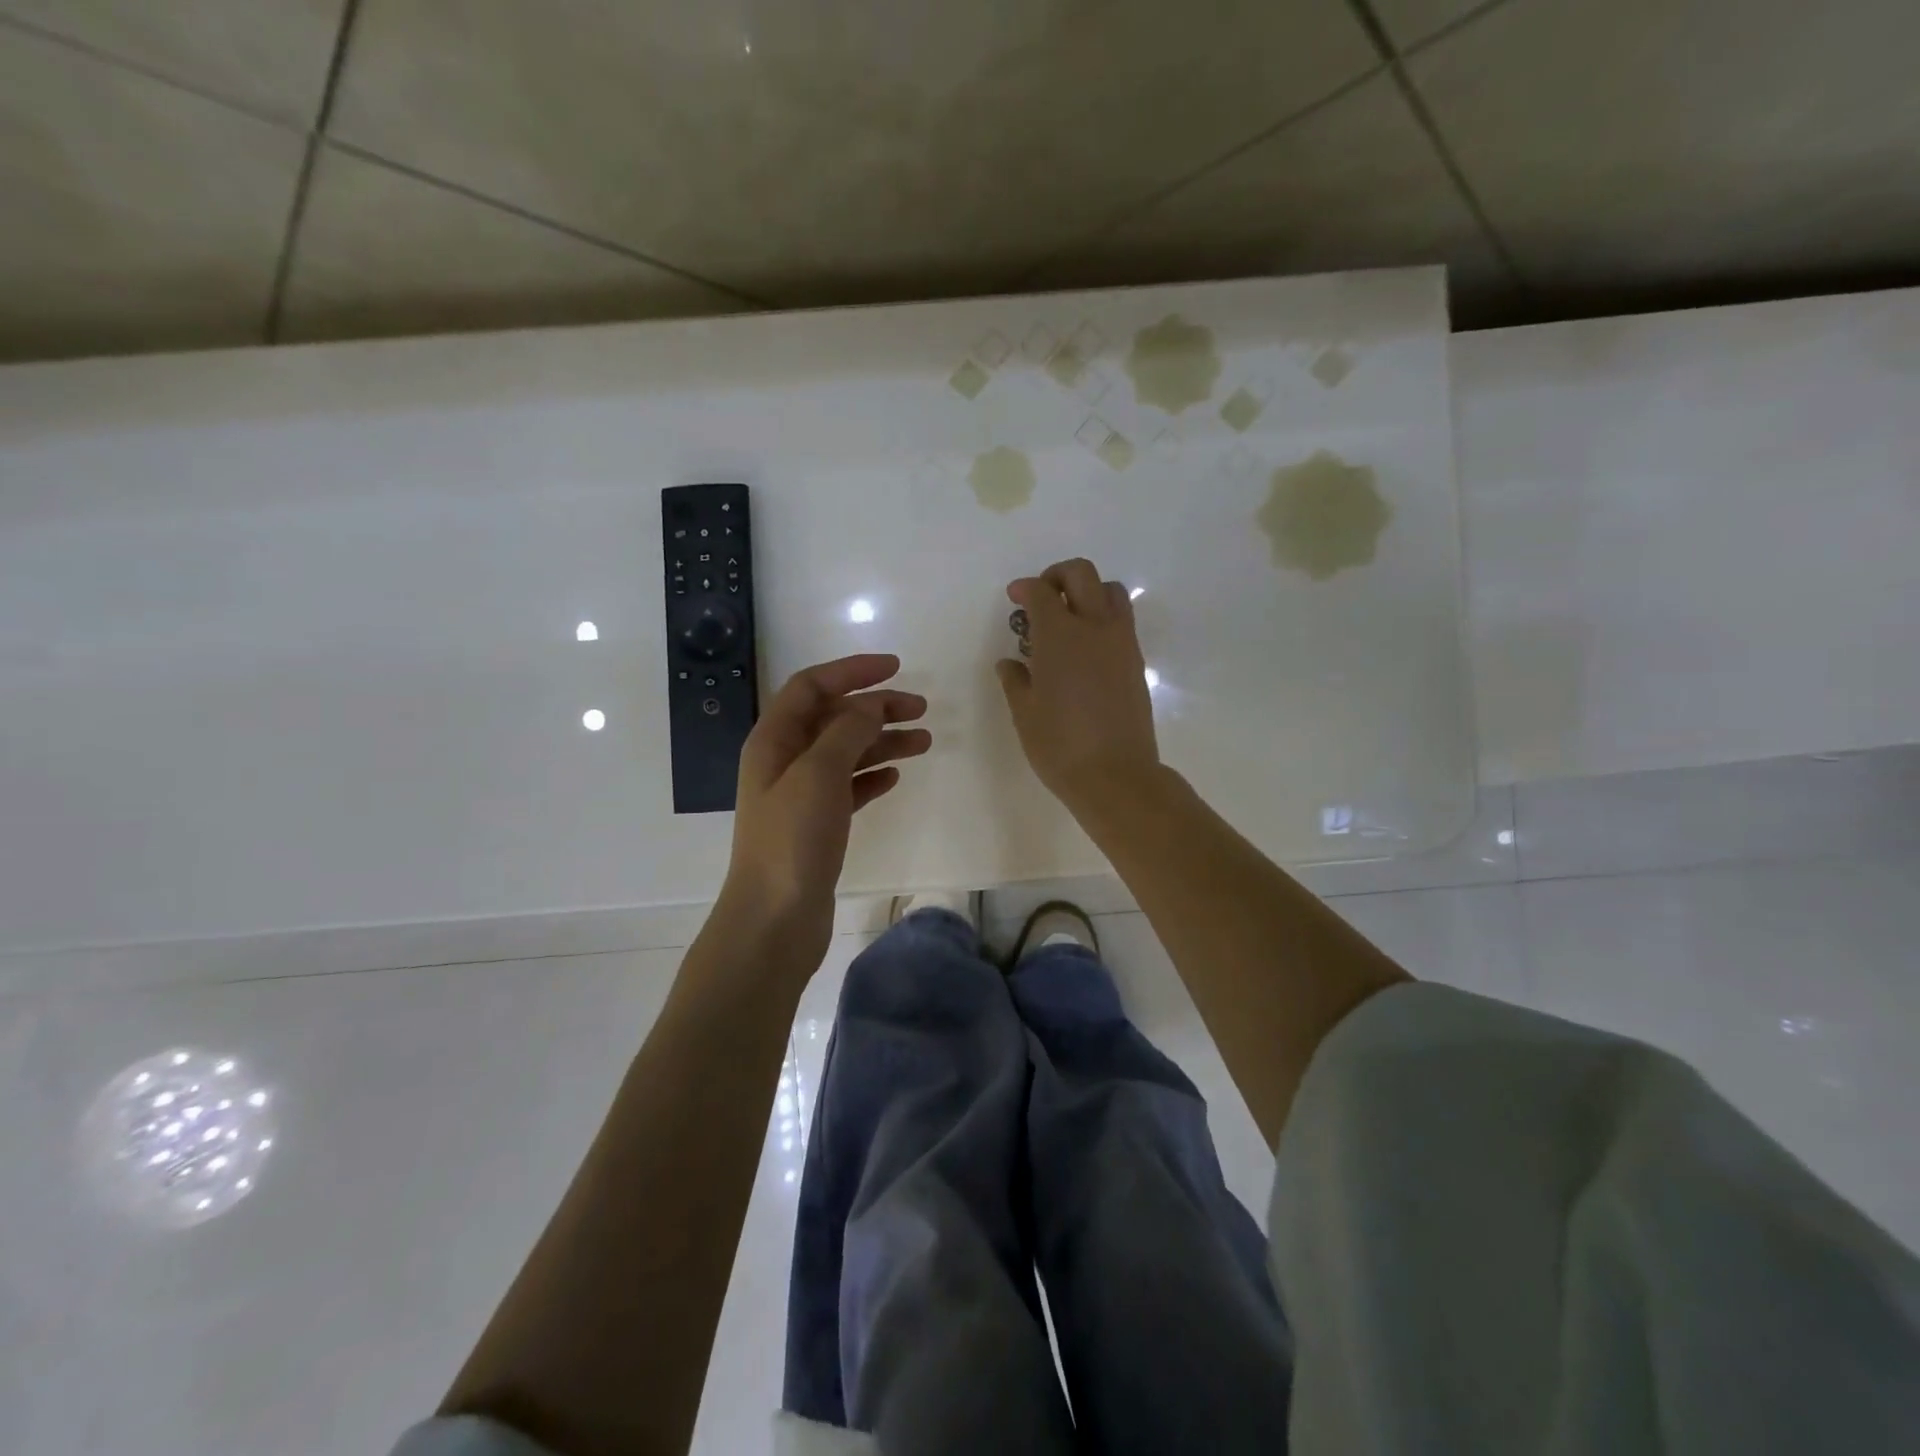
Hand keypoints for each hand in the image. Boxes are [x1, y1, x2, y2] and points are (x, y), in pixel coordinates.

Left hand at [721, 654, 929, 955]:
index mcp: (774, 739)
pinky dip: (872, 776)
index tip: (896, 667)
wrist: (774, 918)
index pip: (812, 686)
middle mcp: (784, 760)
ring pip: (847, 752)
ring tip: (924, 741)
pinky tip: (895, 776)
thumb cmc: (792, 839)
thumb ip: (847, 730)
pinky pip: (849, 787)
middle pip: (834, 718)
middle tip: (921, 708)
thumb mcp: (820, 772)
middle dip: (876, 707)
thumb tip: (871, 704)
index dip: (852, 671)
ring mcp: (800, 795)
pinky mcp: (817, 825)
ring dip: (883, 741)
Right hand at [996, 558, 1160, 818]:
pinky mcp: (1136, 661)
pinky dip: (1102, 617)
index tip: (1014, 598)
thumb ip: (1016, 680)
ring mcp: (1121, 643)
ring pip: (1111, 591)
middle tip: (1041, 597)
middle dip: (1058, 575)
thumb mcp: (1025, 713)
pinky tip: (1085, 648)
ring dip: (1088, 592)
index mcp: (1060, 636)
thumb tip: (1010, 663)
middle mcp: (1094, 628)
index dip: (1025, 588)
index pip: (1042, 592)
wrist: (1115, 775)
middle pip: (1082, 574)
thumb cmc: (1059, 745)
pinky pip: (1122, 620)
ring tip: (1069, 618)